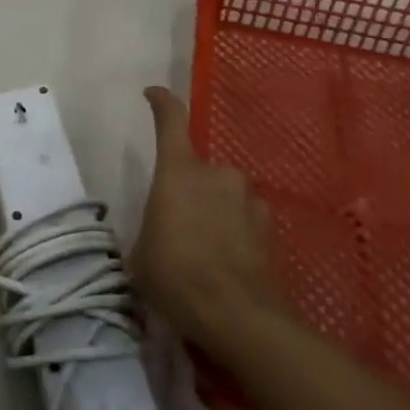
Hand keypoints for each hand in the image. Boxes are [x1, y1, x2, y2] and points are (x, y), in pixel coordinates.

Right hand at [132, 87, 284, 354]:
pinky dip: (235, 231)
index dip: (161, 102)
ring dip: (212, 212)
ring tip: (203, 252)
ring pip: (222, 195)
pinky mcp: (269, 224)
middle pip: (196, 170)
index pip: (171, 120)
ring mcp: (247, 197)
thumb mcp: (140, 256)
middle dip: (187, 192)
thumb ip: (149, 229)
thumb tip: (158, 231)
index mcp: (178, 171)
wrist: (238, 316)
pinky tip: (228, 263)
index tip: (153, 94)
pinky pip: (244, 217)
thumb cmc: (176, 277)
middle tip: (176, 228)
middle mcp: (216, 173)